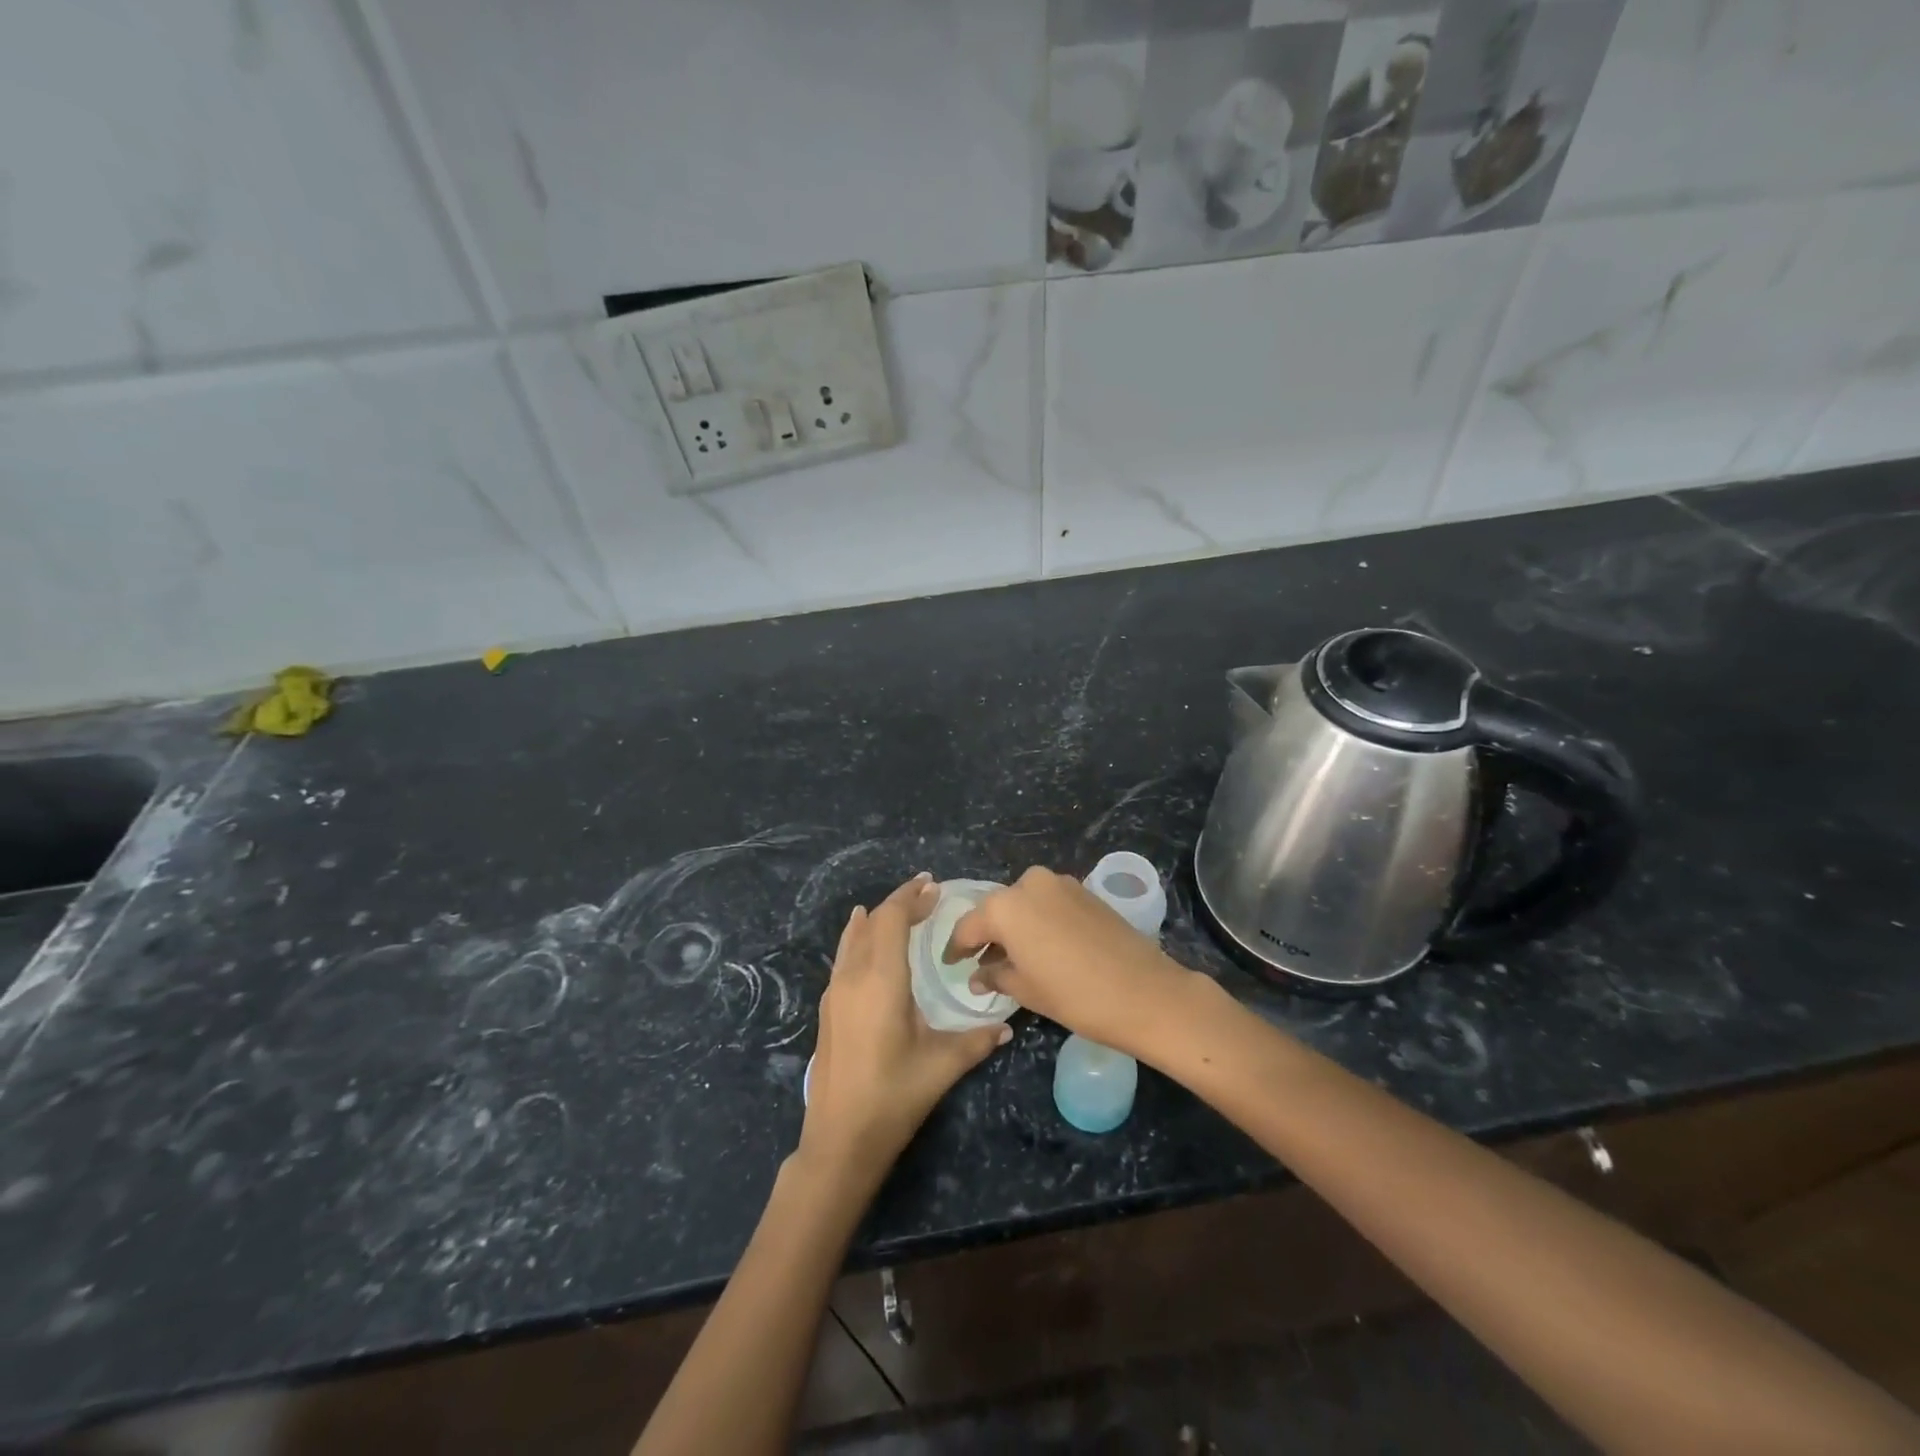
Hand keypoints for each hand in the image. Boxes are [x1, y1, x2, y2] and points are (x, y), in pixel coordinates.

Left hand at [799, 874, 1009, 1185]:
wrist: (839, 1140)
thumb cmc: (893, 1096)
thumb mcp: (942, 1066)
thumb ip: (976, 1040)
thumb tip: (1006, 1025)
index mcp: (880, 980)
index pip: (891, 919)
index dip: (911, 898)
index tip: (934, 887)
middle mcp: (853, 976)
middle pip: (872, 922)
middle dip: (898, 902)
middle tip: (927, 895)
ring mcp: (834, 992)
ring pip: (853, 937)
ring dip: (876, 918)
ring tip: (900, 909)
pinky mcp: (828, 1008)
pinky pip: (844, 956)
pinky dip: (859, 938)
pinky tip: (866, 942)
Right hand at [948, 866, 1195, 1057]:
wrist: (1145, 991)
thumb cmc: (1075, 995)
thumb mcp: (1026, 990)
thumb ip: (995, 975)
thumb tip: (978, 975)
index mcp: (1006, 906)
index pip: (969, 926)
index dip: (957, 948)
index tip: (951, 964)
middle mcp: (1029, 883)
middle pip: (998, 909)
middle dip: (988, 934)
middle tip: (982, 962)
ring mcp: (1061, 883)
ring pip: (1024, 903)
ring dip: (1015, 926)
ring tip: (1014, 957)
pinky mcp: (1085, 890)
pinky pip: (1049, 903)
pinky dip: (1039, 920)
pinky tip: (1043, 946)